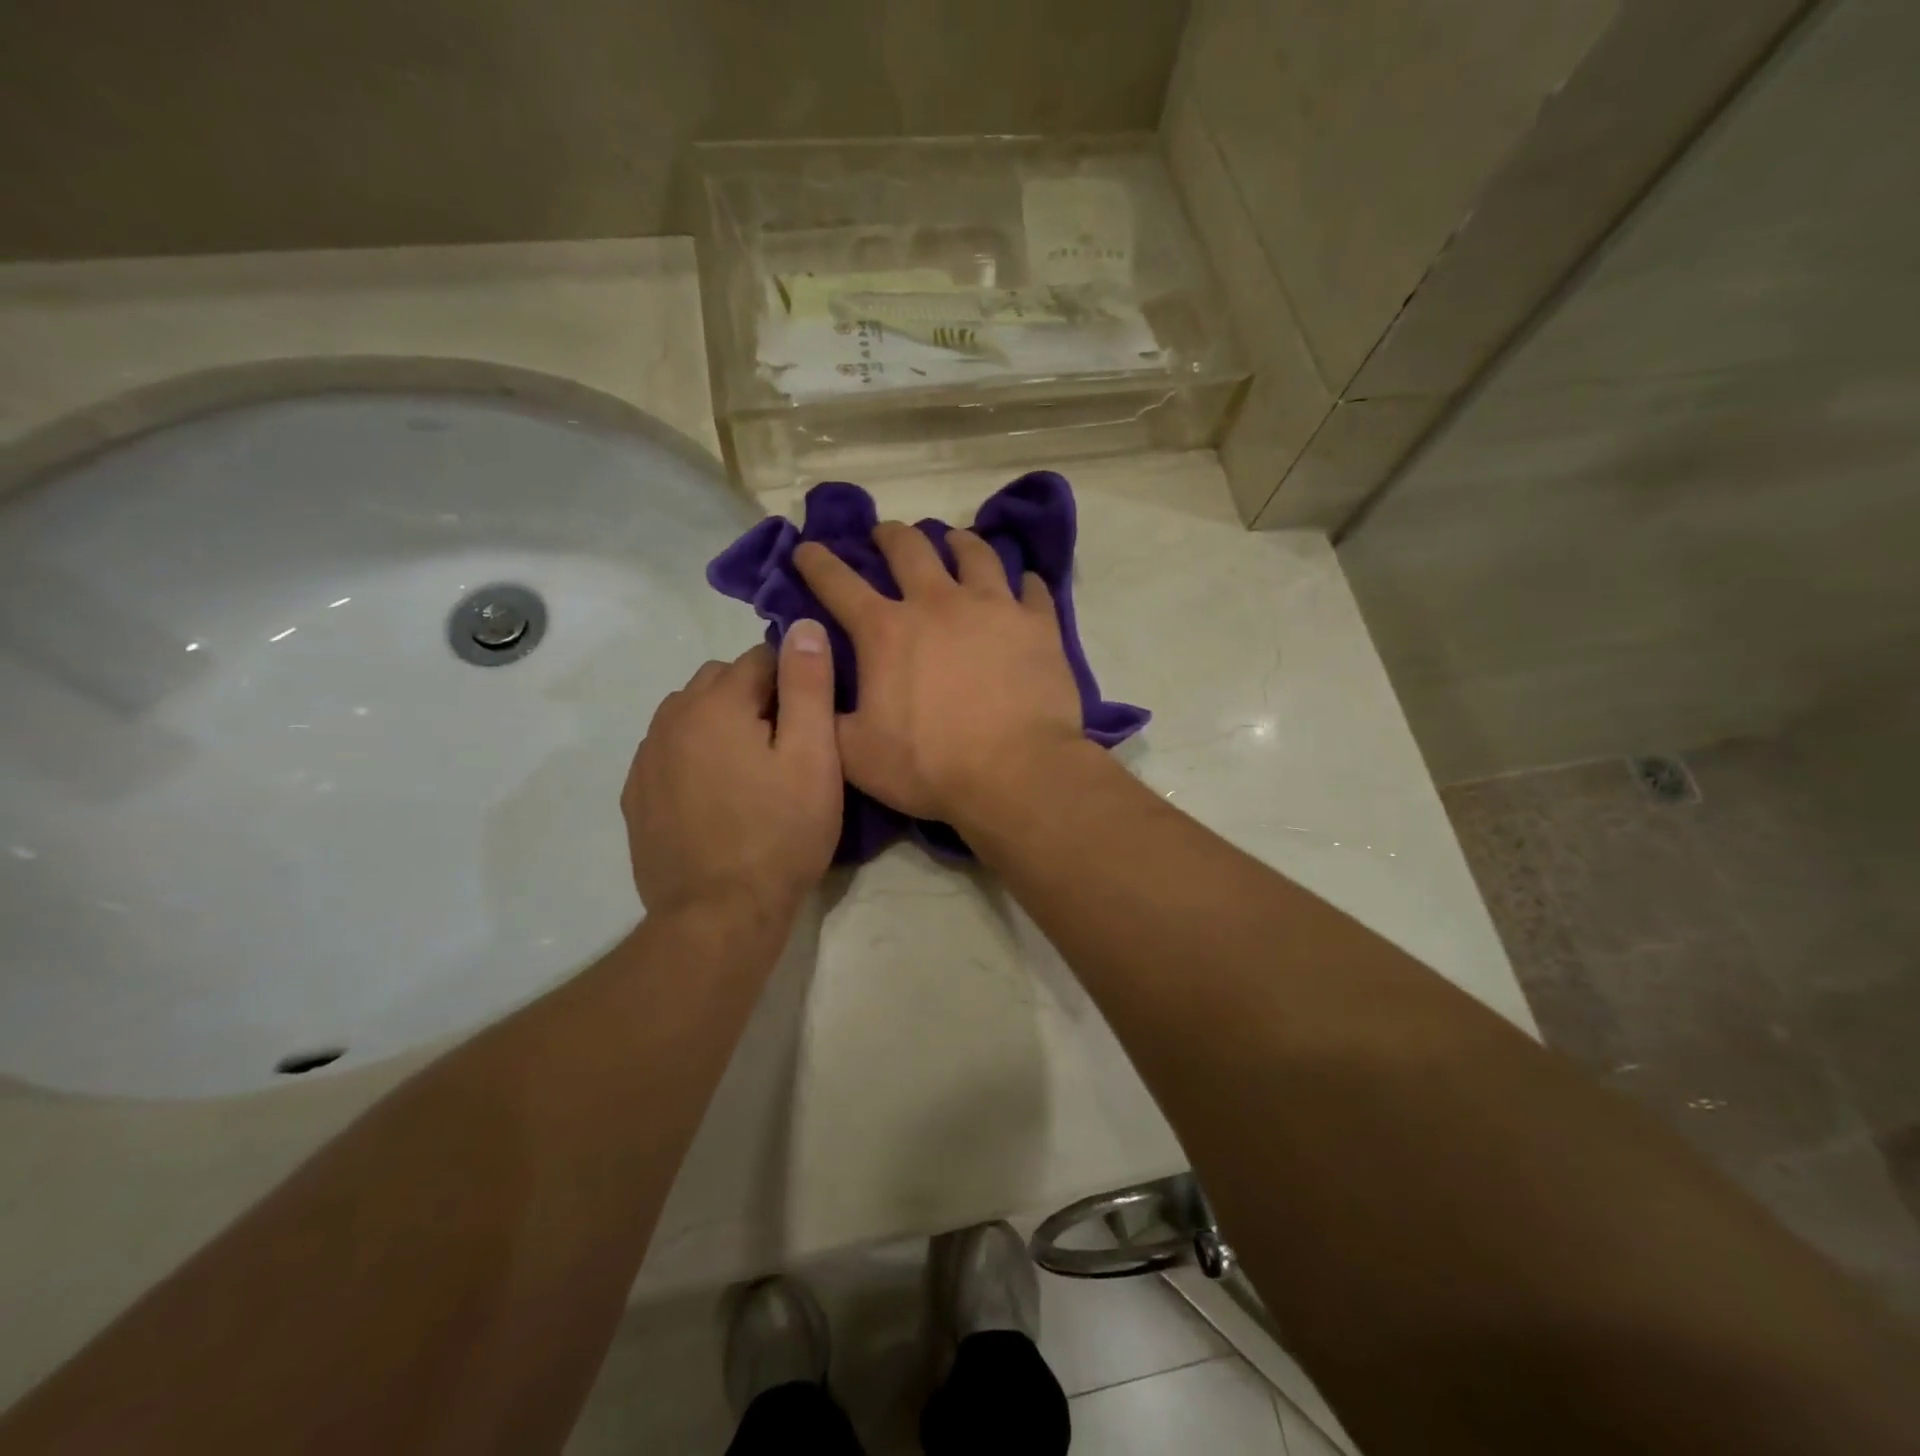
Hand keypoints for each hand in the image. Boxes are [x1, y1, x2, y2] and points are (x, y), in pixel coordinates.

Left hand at [622, 624, 840, 919]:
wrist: (719, 916)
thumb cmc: (780, 834)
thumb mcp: (813, 757)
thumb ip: (808, 684)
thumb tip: (803, 624)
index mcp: (715, 702)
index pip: (761, 657)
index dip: (795, 681)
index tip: (814, 719)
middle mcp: (671, 718)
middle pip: (721, 681)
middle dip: (756, 697)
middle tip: (788, 746)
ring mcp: (647, 758)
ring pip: (690, 714)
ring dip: (722, 724)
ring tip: (753, 770)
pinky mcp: (637, 796)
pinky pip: (670, 752)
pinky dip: (695, 755)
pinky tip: (718, 795)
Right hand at [793, 523, 1082, 822]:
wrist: (1016, 774)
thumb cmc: (930, 766)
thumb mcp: (855, 753)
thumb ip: (825, 712)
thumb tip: (809, 681)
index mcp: (886, 631)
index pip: (838, 584)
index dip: (817, 562)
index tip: (806, 547)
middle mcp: (937, 603)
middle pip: (909, 549)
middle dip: (890, 536)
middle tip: (885, 534)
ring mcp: (993, 606)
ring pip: (974, 553)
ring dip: (958, 542)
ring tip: (955, 541)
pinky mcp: (1037, 623)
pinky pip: (1032, 588)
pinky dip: (1024, 583)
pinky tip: (1024, 583)